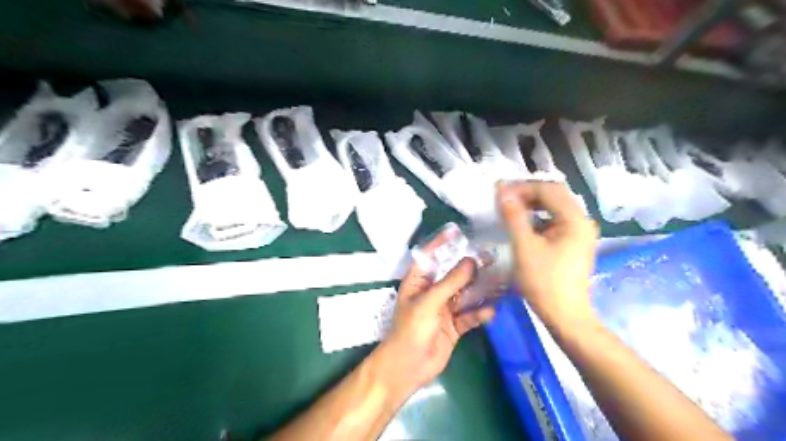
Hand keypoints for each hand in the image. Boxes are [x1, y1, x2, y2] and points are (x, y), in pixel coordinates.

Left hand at [373, 256, 492, 397]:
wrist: (409, 366)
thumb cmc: (412, 329)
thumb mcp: (429, 301)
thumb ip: (451, 282)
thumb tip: (471, 261)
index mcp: (418, 281)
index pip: (430, 256)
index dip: (441, 242)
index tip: (458, 230)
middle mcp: (432, 292)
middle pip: (453, 274)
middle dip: (469, 267)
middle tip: (491, 256)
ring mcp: (444, 309)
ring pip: (465, 294)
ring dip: (480, 289)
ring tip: (499, 280)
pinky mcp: (455, 325)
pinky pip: (470, 315)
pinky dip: (480, 313)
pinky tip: (491, 311)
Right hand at [499, 181, 599, 330]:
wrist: (565, 316)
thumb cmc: (544, 282)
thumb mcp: (524, 247)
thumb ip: (513, 216)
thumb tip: (502, 191)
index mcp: (574, 219)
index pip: (548, 189)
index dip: (522, 187)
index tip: (499, 192)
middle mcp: (581, 221)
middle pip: (554, 195)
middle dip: (527, 193)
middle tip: (503, 198)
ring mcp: (579, 233)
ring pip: (554, 207)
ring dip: (532, 205)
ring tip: (510, 209)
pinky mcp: (574, 243)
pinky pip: (555, 221)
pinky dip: (538, 218)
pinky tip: (523, 225)